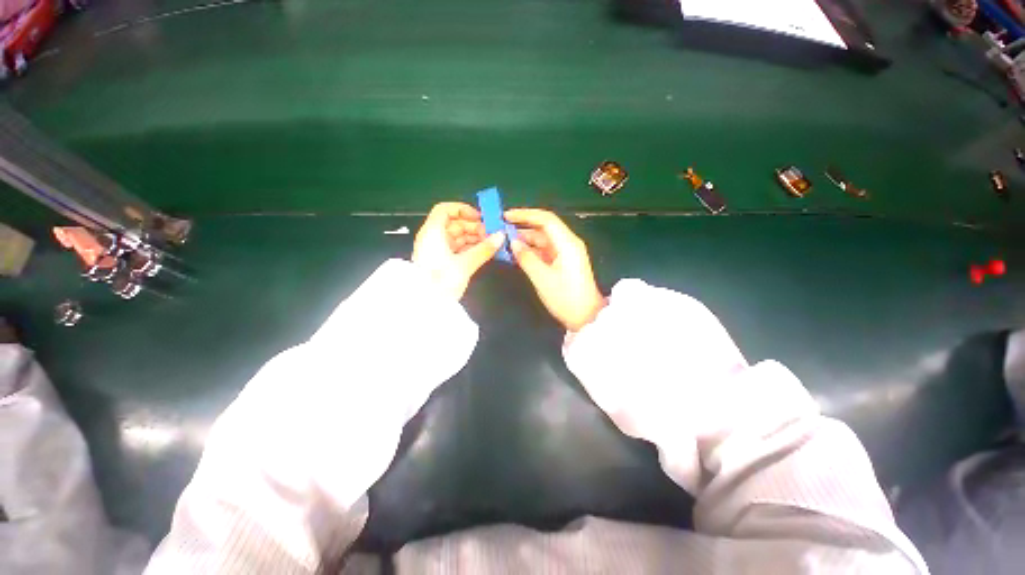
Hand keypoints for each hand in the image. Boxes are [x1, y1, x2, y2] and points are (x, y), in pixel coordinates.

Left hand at [413, 203, 505, 299]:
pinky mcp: (441, 262)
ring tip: (490, 244)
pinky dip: (470, 248)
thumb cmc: (441, 282)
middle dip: (474, 227)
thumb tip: (501, 236)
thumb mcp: (465, 264)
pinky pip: (457, 248)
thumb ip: (484, 249)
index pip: (445, 209)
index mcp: (432, 233)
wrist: (426, 307)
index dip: (463, 210)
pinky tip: (483, 252)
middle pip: (454, 224)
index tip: (480, 218)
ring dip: (474, 238)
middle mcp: (432, 238)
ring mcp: (436, 250)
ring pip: (457, 237)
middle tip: (492, 234)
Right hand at [505, 209, 605, 330]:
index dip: (525, 214)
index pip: (546, 219)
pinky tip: (516, 254)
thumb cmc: (565, 298)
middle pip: (543, 229)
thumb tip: (512, 242)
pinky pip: (543, 251)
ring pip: (542, 240)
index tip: (505, 216)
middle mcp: (567, 244)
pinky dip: (530, 251)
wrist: (585, 317)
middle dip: (522, 227)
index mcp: (567, 243)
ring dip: (524, 240)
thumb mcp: (543, 278)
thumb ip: (526, 258)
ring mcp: (565, 253)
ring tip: (504, 242)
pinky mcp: (562, 263)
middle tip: (500, 230)